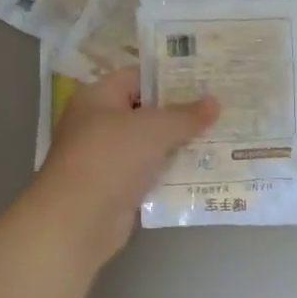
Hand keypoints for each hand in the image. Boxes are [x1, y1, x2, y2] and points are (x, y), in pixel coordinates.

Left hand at [32, 66, 218, 264]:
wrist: (77, 221)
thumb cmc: (111, 158)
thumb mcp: (154, 129)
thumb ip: (185, 115)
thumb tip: (215, 101)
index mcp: (98, 97)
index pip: (137, 77)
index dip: (170, 77)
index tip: (204, 80)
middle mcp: (98, 124)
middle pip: (145, 111)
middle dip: (180, 112)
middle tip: (219, 109)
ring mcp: (105, 158)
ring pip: (149, 144)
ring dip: (178, 144)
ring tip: (219, 137)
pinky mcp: (115, 188)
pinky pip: (148, 173)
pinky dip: (170, 172)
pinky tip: (202, 170)